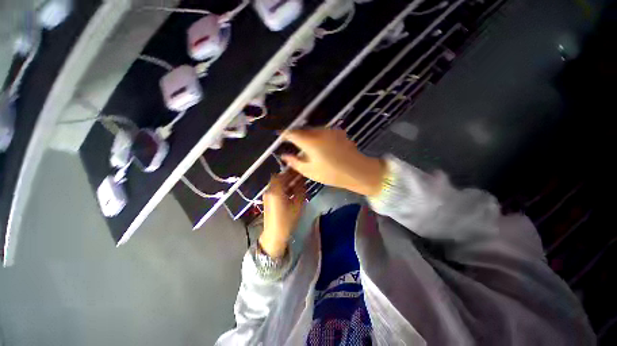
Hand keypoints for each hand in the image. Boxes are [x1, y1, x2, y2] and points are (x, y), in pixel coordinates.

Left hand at [259, 170, 305, 257]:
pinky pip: (277, 189)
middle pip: (279, 178)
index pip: (281, 175)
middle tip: (300, 174)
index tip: (299, 168)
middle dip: (289, 175)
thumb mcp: (297, 205)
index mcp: (276, 190)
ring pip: (278, 183)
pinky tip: (293, 189)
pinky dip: (284, 187)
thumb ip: (300, 190)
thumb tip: (302, 181)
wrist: (274, 235)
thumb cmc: (287, 220)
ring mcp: (268, 195)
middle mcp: (270, 190)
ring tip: (298, 180)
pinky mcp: (269, 200)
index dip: (290, 171)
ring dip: (287, 181)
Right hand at [281, 128, 385, 196]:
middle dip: (296, 135)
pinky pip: (322, 131)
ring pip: (313, 130)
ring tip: (307, 147)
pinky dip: (317, 136)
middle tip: (293, 145)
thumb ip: (294, 162)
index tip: (280, 136)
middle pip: (302, 130)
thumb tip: (284, 155)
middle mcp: (319, 131)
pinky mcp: (338, 132)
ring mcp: (330, 130)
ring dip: (307, 136)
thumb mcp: (310, 171)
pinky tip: (320, 146)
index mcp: (310, 141)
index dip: (284, 134)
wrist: (358, 171)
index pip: (292, 133)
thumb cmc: (332, 174)